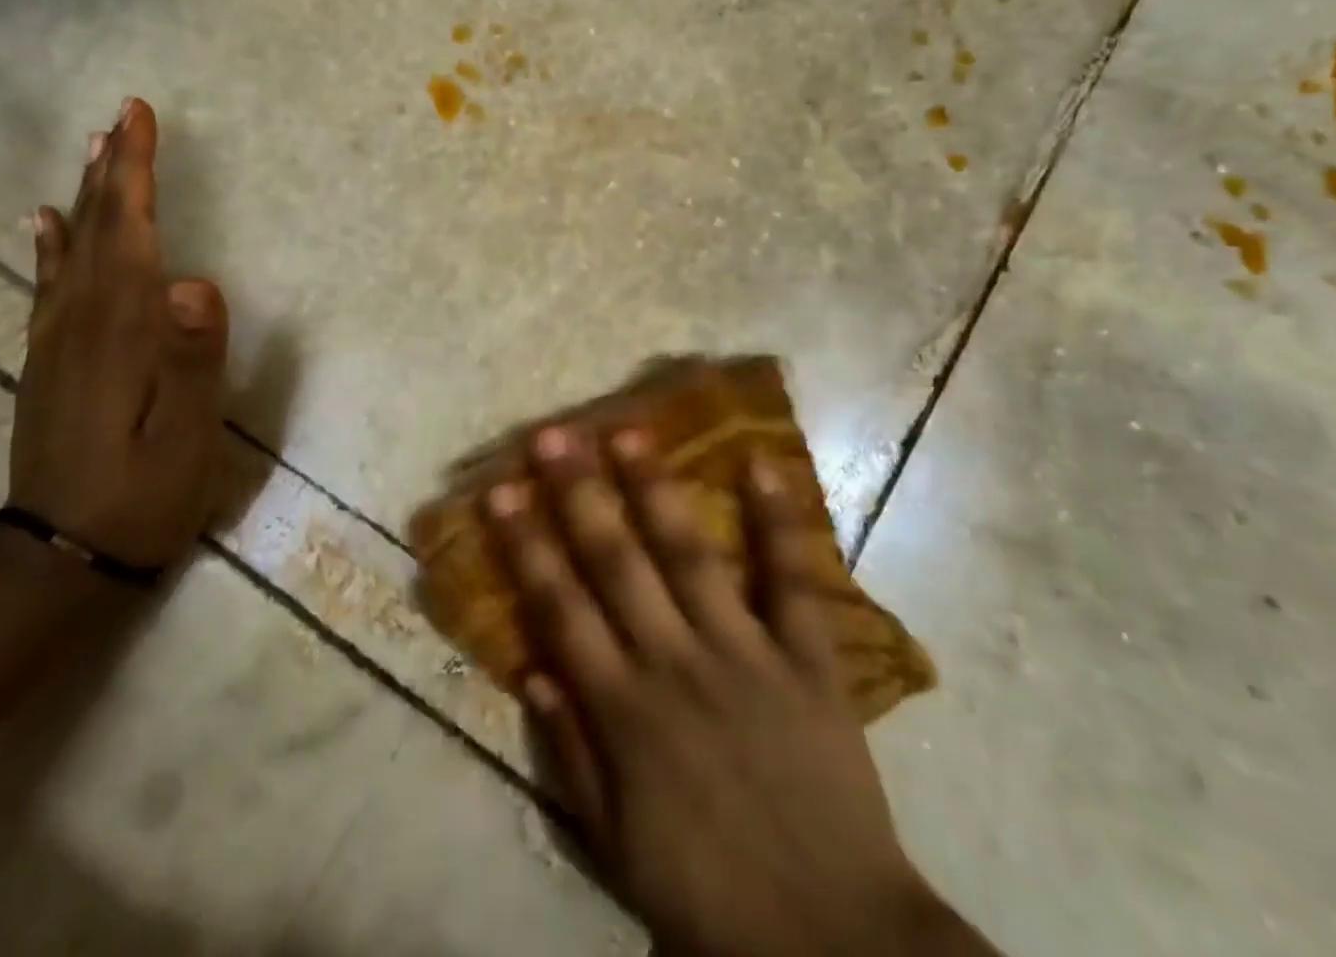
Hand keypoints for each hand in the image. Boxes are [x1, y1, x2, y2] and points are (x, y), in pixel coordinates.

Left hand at [10, 98, 229, 570]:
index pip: (129, 232)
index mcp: (122, 330)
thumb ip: (192, 359)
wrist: (59, 559)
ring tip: (94, 150)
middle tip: (122, 114)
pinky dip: (51, 245)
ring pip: (72, 249)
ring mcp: (58, 341)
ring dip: (86, 194)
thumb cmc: (142, 495)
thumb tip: (197, 281)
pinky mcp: (49, 362)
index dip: (135, 171)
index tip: (137, 115)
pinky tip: (47, 223)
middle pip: (98, 228)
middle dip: (112, 167)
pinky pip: (48, 286)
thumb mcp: (186, 437)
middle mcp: (82, 322)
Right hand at [485, 427, 972, 956]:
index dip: (526, 545)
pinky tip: (763, 465)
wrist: (835, 949)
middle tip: (554, 436)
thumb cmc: (710, 899)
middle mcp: (676, 665)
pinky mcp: (809, 664)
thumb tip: (535, 670)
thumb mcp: (616, 848)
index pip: (560, 608)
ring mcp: (746, 656)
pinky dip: (780, 524)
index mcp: (625, 712)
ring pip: (691, 556)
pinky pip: (794, 585)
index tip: (500, 490)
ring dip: (657, 489)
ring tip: (630, 431)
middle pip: (617, 563)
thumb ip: (572, 756)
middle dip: (580, 494)